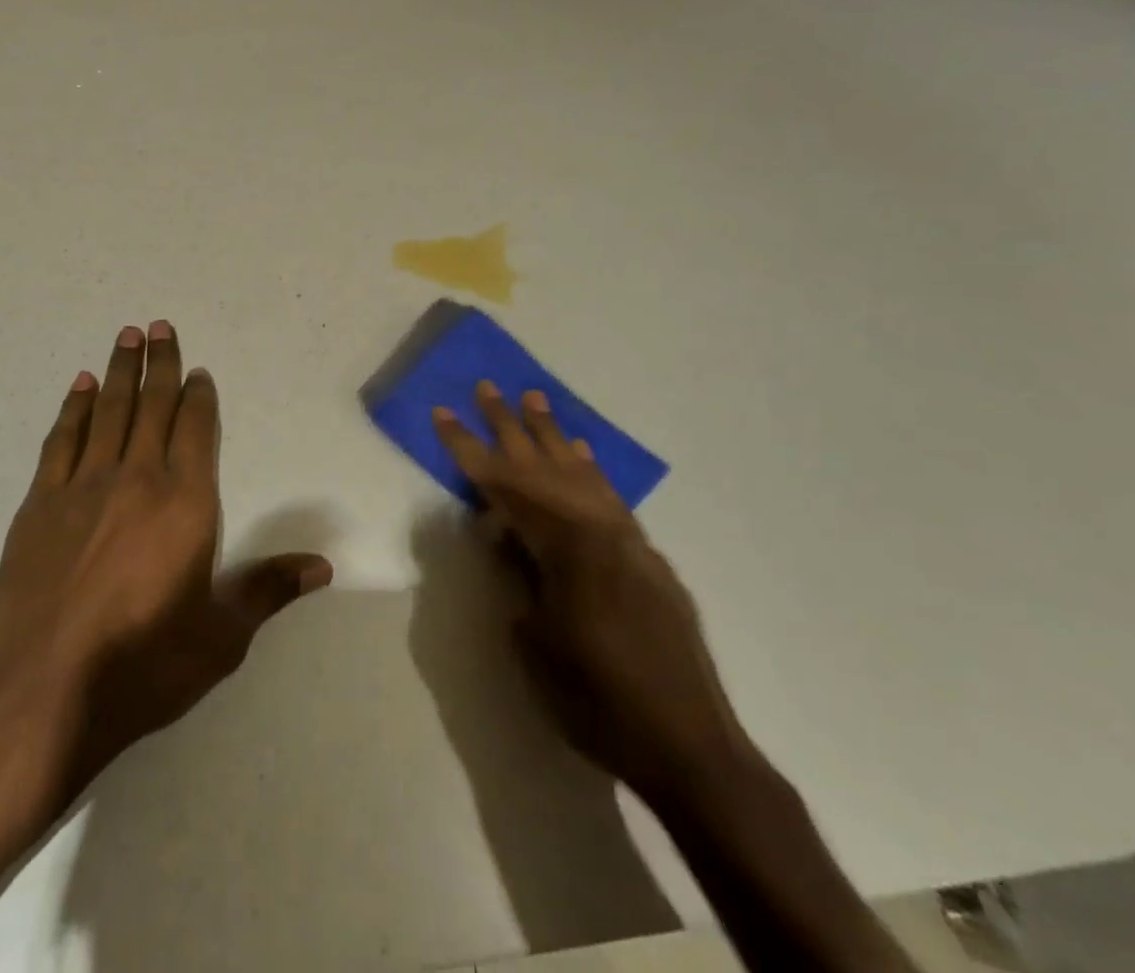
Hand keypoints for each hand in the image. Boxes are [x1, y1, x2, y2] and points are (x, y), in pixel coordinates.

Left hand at [0, 321, 332, 796]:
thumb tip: (322, 566)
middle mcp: (138, 478)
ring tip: (127, 336)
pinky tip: (82, 386)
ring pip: (109, 411)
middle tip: (159, 325)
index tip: (198, 371)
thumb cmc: (145, 663)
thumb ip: (269, 590)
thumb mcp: (222, 636)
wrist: (46, 690)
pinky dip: (74, 407)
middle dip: (160, 363)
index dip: (199, 396)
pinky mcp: (41, 503)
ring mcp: (84, 486)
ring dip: (120, 371)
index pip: (196, 430)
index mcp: (186, 502)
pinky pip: (62, 440)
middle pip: (153, 406)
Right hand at [433, 383, 752, 808]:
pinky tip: (580, 452)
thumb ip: (519, 576)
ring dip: (552, 435)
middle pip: (543, 465)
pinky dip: (589, 469)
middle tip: (487, 387)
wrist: (691, 748)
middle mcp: (598, 529)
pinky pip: (609, 497)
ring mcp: (628, 540)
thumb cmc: (598, 701)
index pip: (503, 485)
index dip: (467, 448)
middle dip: (509, 426)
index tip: (443, 412)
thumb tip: (509, 540)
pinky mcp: (646, 557)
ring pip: (580, 472)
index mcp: (565, 545)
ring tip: (533, 399)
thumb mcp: (535, 642)